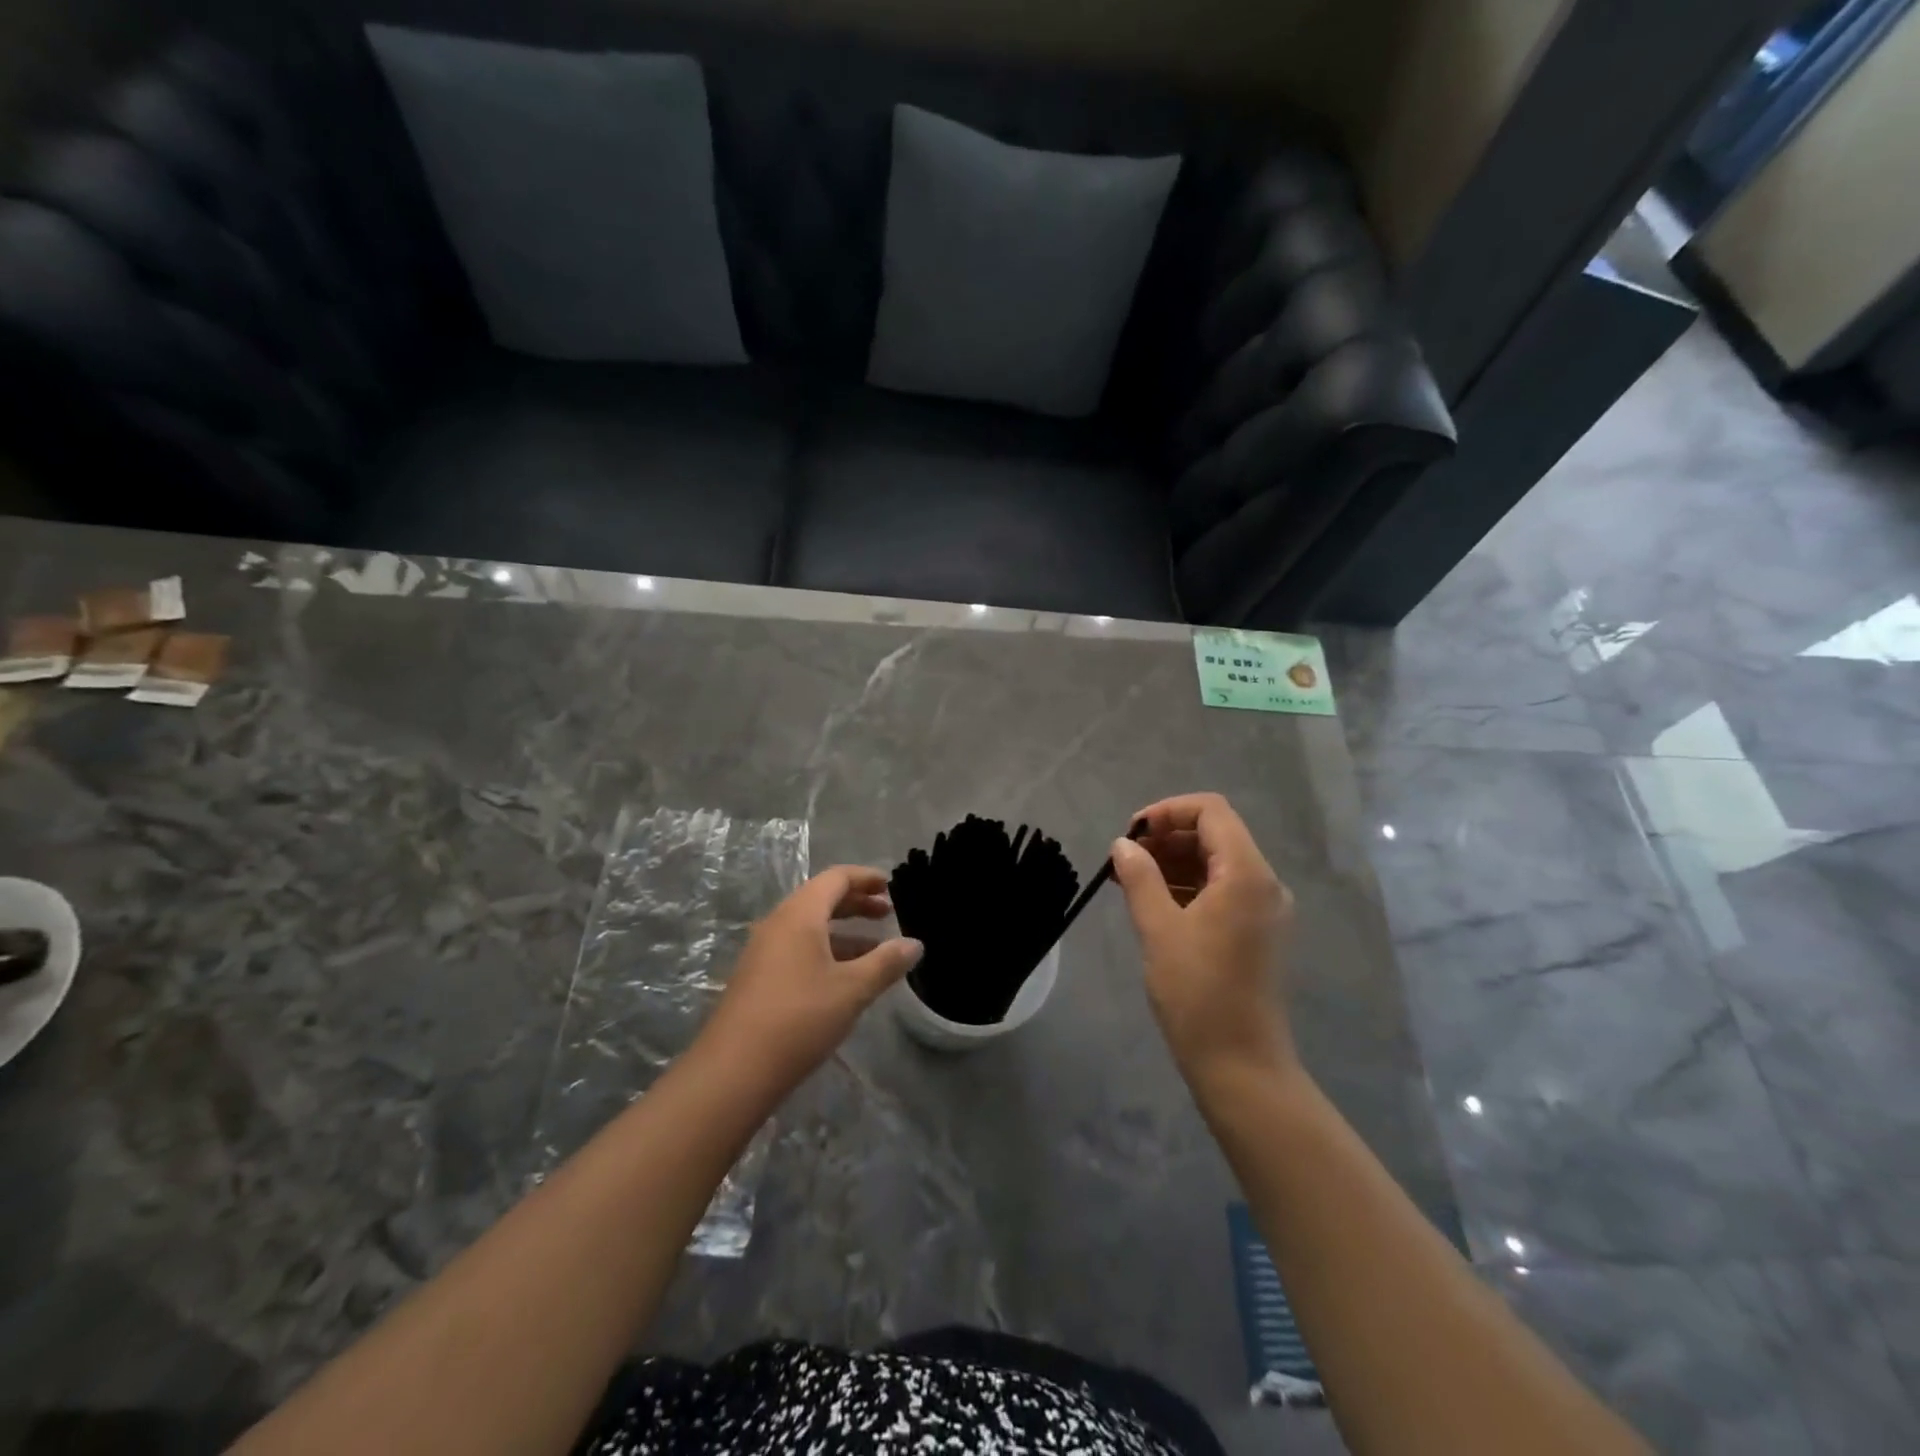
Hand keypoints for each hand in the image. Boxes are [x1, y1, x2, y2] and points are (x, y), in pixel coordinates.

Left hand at [696, 866, 922, 1097]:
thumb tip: (915, 944)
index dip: (866, 878)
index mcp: (799, 914)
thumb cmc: (799, 1018)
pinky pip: (798, 948)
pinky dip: (826, 951)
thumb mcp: (852, 990)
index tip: (891, 885)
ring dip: (844, 931)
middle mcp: (778, 923)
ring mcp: (763, 951)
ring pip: (810, 927)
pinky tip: (845, 978)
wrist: (733, 1072)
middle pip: (821, 899)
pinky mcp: (758, 978)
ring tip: (876, 949)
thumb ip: (886, 962)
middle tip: (888, 913)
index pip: (836, 878)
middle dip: (857, 903)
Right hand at [1110, 793, 1297, 1090]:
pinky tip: (1153, 902)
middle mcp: (1264, 883)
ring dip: (1174, 862)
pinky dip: (1187, 886)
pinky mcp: (1257, 932)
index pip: (1211, 810)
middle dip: (1167, 837)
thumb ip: (1140, 877)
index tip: (1131, 833)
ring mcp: (1264, 909)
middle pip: (1215, 834)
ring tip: (1130, 880)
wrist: (1240, 1064)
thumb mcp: (1158, 929)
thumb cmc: (1197, 993)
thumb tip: (1123, 844)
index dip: (1168, 811)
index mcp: (1246, 874)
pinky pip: (1222, 890)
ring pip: (1216, 862)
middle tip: (1124, 859)